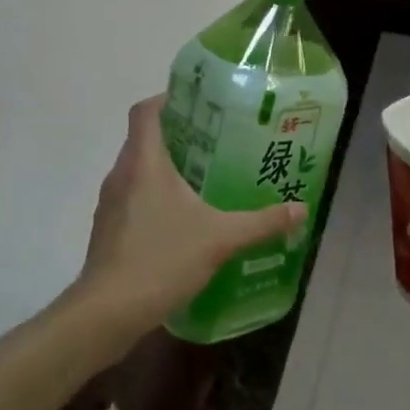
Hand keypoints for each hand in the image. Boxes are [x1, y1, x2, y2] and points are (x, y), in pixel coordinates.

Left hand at [77, 96, 307, 331]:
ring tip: (207, 181)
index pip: (145, 111)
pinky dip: (157, 198)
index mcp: (144, 163)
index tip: (201, 104)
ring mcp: (110, 204)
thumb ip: (262, 222)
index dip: (169, 98)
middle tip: (219, 144)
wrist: (108, 311)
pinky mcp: (109, 230)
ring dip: (168, 170)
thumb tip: (300, 209)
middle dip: (180, 136)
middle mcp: (121, 175)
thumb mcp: (221, 238)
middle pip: (145, 139)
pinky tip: (185, 221)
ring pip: (139, 171)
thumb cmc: (162, 259)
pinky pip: (134, 199)